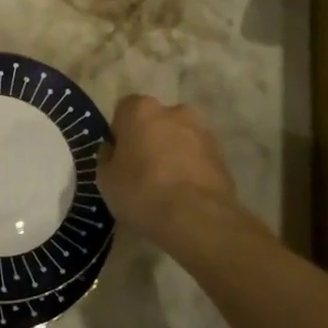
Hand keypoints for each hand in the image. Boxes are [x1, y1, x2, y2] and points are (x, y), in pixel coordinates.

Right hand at [98, 95, 239, 248]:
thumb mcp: (105, 178)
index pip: (124, 110)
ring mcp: (202, 132)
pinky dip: (190, 169)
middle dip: (149, 138)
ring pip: (179, 138)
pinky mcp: (222, 156)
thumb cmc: (141, 191)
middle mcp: (174, 112)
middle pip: (156, 121)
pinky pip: (197, 158)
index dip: (120, 132)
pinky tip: (184, 194)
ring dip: (172, 153)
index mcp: (141, 109)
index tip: (118, 156)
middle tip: (142, 169)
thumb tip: (115, 151)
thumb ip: (108, 157)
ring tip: (166, 185)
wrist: (196, 218)